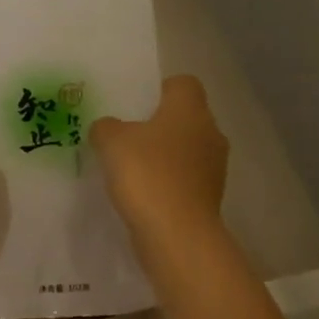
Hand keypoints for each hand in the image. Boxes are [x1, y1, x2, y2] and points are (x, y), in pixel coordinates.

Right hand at [91, 76, 229, 255]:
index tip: (134, 106)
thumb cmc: (147, 175)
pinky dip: (166, 183)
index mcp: (191, 109)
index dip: (158, 89)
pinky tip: (141, 194)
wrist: (176, 234)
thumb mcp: (112, 142)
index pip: (182, 83)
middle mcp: (210, 133)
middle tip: (125, 137)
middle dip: (157, 126)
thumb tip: (108, 128)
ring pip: (184, 151)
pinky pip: (183, 180)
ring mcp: (213, 168)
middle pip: (184, 118)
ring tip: (130, 169)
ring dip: (162, 157)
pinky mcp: (208, 197)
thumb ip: (106, 127)